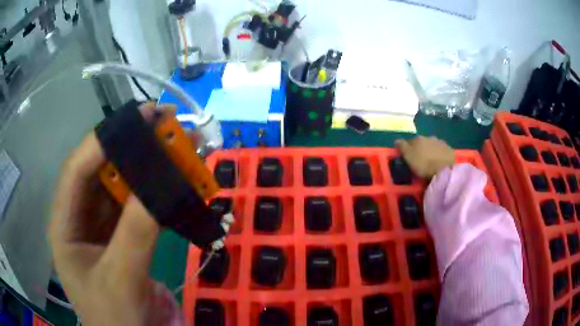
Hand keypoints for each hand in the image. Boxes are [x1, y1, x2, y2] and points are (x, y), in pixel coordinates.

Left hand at [49, 103, 181, 325]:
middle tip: (167, 125)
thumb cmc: (115, 319)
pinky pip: (139, 207)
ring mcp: (102, 227)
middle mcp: (80, 217)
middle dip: (134, 148)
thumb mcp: (122, 280)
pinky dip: (159, 194)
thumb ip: (135, 234)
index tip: (142, 117)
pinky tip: (179, 183)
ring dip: (151, 168)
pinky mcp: (123, 237)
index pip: (78, 170)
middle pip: (102, 172)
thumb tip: (161, 183)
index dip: (106, 139)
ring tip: (182, 147)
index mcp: (65, 224)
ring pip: (124, 187)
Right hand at [395, 136, 454, 178]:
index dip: (408, 149)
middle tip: (420, 160)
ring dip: (431, 151)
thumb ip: (402, 147)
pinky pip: (442, 150)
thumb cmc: (423, 164)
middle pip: (422, 142)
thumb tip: (397, 140)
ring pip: (433, 145)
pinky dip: (440, 154)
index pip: (409, 142)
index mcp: (418, 139)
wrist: (444, 170)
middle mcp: (429, 137)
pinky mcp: (449, 149)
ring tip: (431, 161)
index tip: (408, 157)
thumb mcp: (408, 156)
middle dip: (421, 149)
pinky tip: (440, 162)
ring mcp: (440, 142)